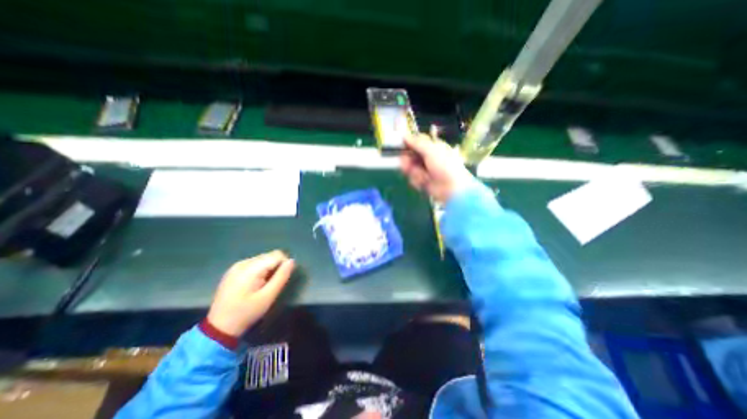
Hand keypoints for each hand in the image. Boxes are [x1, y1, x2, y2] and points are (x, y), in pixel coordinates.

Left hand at [208, 248, 295, 336]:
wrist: (219, 327)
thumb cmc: (247, 313)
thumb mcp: (268, 297)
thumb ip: (281, 277)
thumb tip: (291, 261)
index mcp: (251, 268)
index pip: (277, 255)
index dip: (284, 265)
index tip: (281, 279)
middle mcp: (243, 262)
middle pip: (270, 255)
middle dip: (276, 267)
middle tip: (272, 284)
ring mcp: (236, 265)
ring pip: (263, 258)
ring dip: (268, 268)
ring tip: (263, 285)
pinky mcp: (233, 270)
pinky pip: (254, 263)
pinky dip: (260, 270)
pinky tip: (255, 284)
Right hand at [403, 131, 470, 202]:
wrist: (451, 188)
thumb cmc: (444, 166)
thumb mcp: (431, 150)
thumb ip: (417, 143)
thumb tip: (405, 135)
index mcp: (433, 147)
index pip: (417, 141)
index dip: (408, 143)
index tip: (400, 145)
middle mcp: (428, 157)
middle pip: (410, 155)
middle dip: (408, 161)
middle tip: (408, 164)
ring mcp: (425, 170)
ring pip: (410, 168)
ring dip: (415, 172)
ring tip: (423, 176)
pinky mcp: (422, 181)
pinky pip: (413, 178)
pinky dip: (418, 181)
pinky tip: (425, 183)